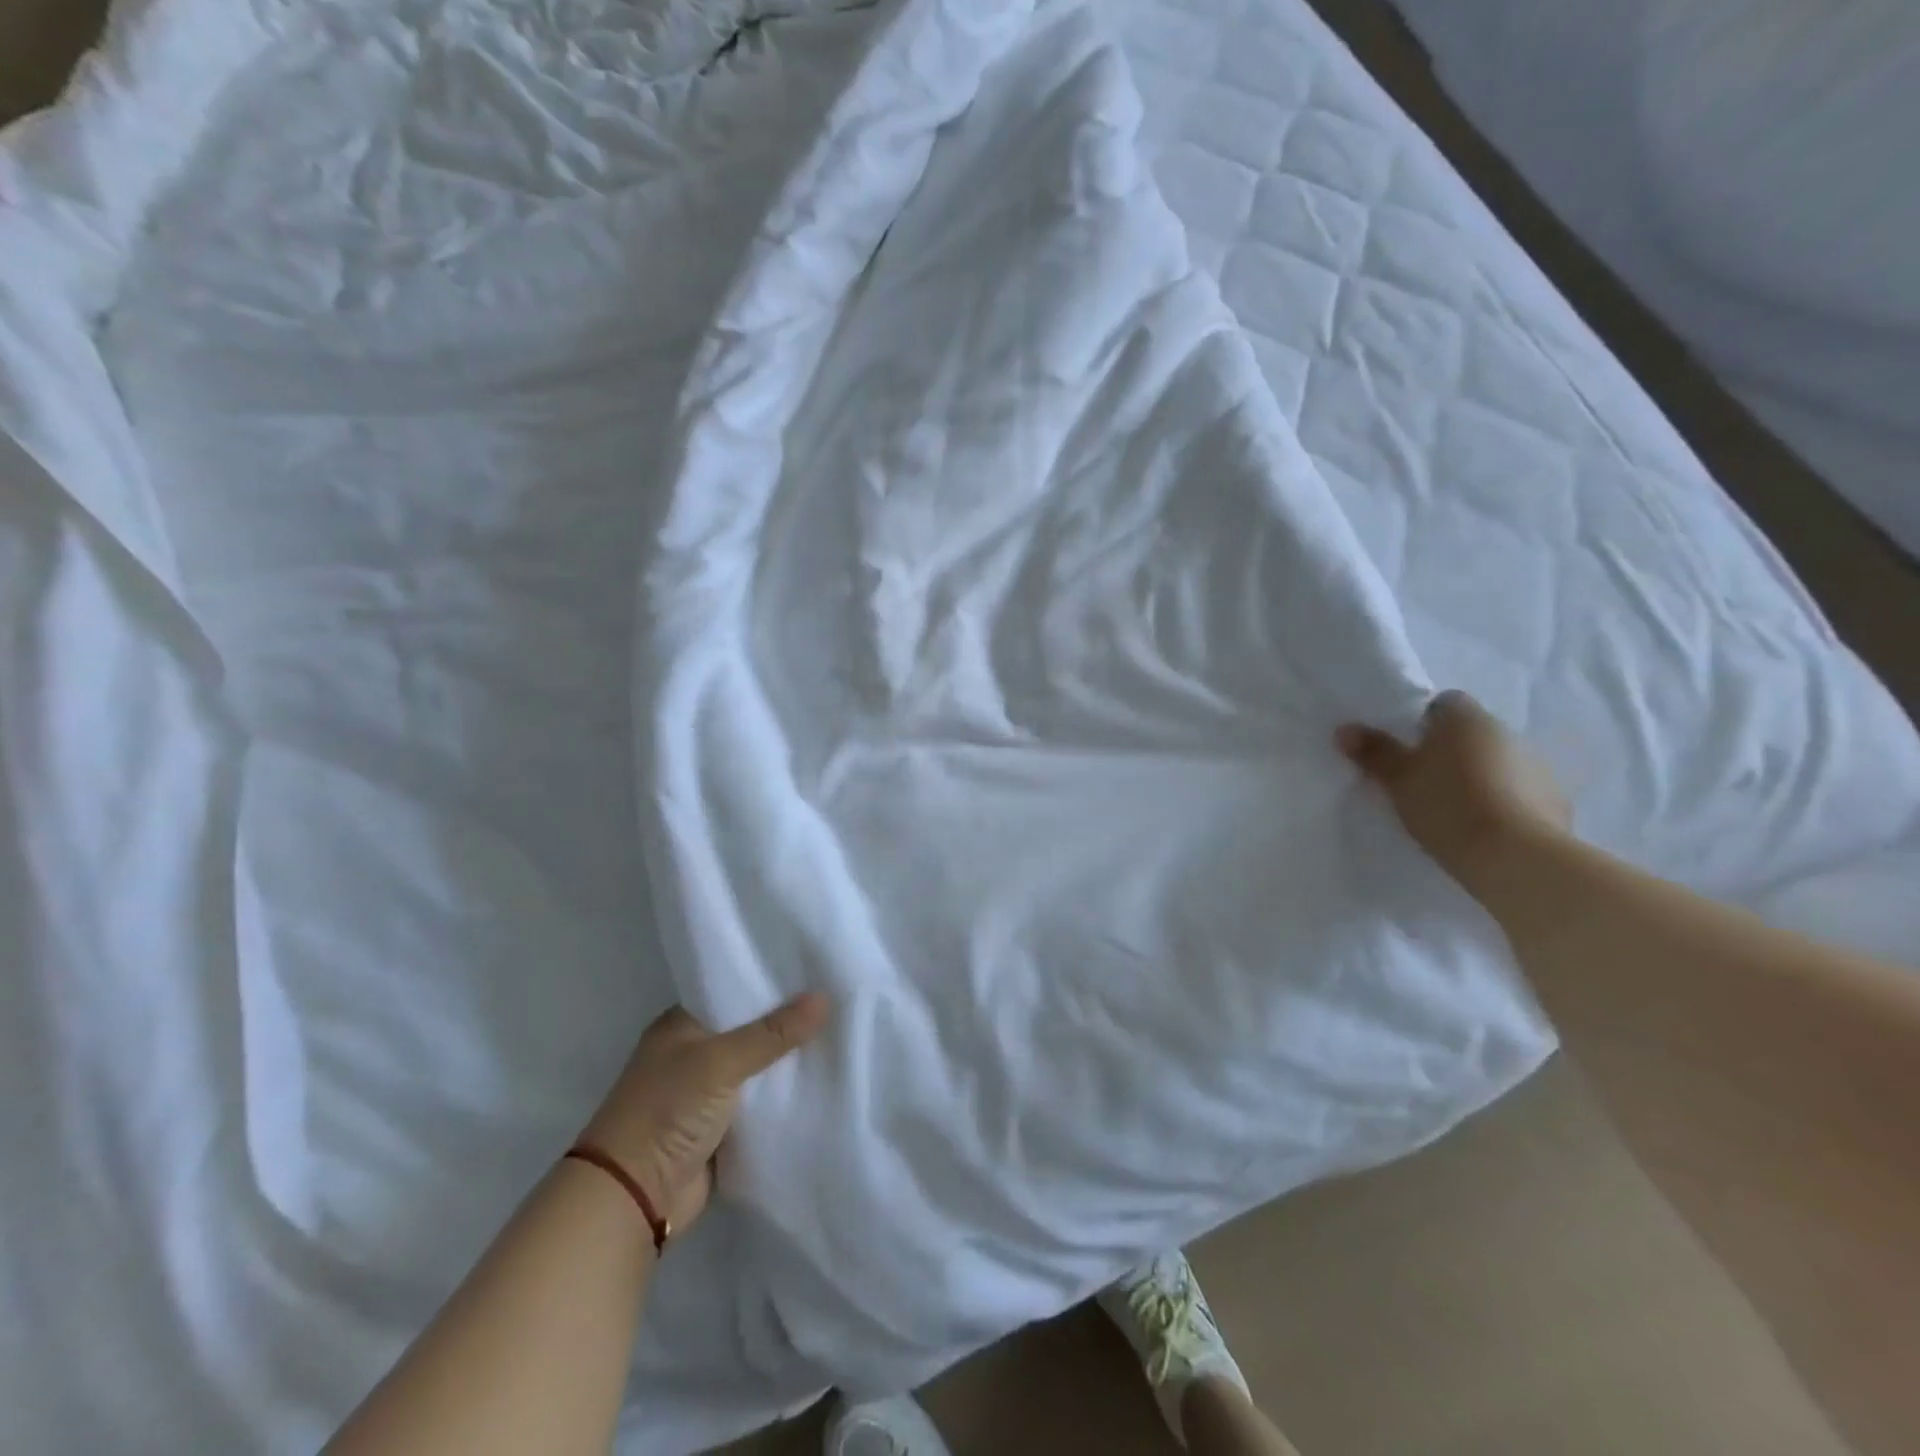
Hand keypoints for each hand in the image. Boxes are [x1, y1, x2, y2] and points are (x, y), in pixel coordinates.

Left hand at [580, 993, 829, 1237]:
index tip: (814, 971)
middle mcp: (693, 1053)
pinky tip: (822, 1080)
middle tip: (837, 1000)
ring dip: (788, 1062)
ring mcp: (706, 1093)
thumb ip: (773, 1032)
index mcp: (681, 1025)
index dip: (770, 982)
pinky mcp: (721, 1128)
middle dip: (787, 1023)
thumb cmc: (667, 1110)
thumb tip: (824, 998)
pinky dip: (783, 1097)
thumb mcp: (721, 1061)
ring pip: (758, 1068)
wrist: (634, 1196)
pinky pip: (761, 1104)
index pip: (733, 991)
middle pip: (750, 1030)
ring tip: (841, 1033)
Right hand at [1337, 690, 1570, 886]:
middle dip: (1450, 751)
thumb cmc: (1448, 804)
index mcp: (1467, 719)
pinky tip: (1483, 828)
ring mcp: (1538, 767)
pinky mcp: (1556, 802)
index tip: (1406, 748)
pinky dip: (1503, 803)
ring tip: (1453, 809)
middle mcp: (1507, 733)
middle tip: (1421, 781)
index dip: (1423, 721)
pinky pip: (1520, 793)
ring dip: (1479, 776)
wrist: (1515, 857)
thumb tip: (1345, 729)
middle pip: (1471, 733)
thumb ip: (1374, 752)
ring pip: (1497, 762)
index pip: (1445, 703)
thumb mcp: (1397, 779)